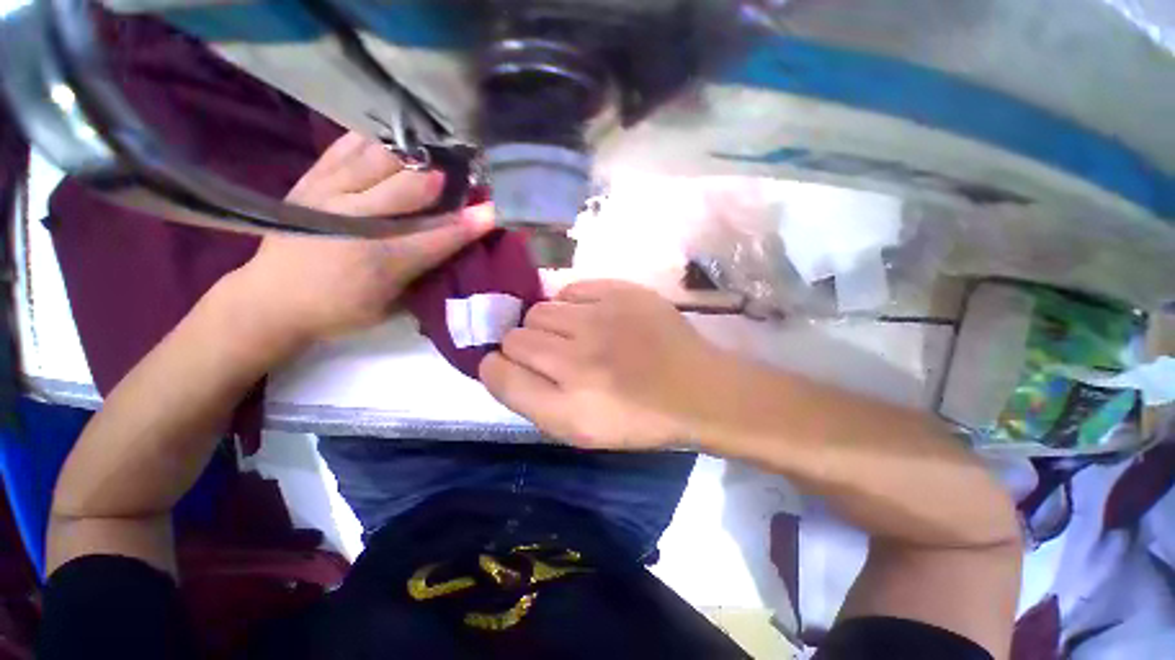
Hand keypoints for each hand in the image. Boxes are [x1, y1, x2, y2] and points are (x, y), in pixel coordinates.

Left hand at [229, 132, 493, 346]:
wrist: (271, 299)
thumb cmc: (341, 309)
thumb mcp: (392, 305)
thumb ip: (426, 274)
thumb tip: (457, 249)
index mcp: (380, 263)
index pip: (437, 238)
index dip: (470, 224)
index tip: (495, 211)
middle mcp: (354, 222)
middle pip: (410, 187)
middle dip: (444, 177)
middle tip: (465, 172)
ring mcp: (327, 194)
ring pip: (378, 158)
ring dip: (413, 153)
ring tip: (434, 151)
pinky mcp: (309, 180)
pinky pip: (346, 146)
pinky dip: (374, 139)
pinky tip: (393, 141)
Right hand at [480, 280, 719, 449]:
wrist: (696, 389)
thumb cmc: (637, 419)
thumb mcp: (578, 430)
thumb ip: (530, 399)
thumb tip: (499, 363)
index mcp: (566, 407)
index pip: (497, 372)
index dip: (496, 367)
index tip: (509, 367)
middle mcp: (578, 359)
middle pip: (514, 336)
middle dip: (523, 346)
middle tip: (552, 355)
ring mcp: (601, 319)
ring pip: (539, 309)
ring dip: (548, 325)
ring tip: (574, 336)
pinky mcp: (622, 292)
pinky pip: (571, 289)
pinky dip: (573, 304)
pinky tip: (592, 318)